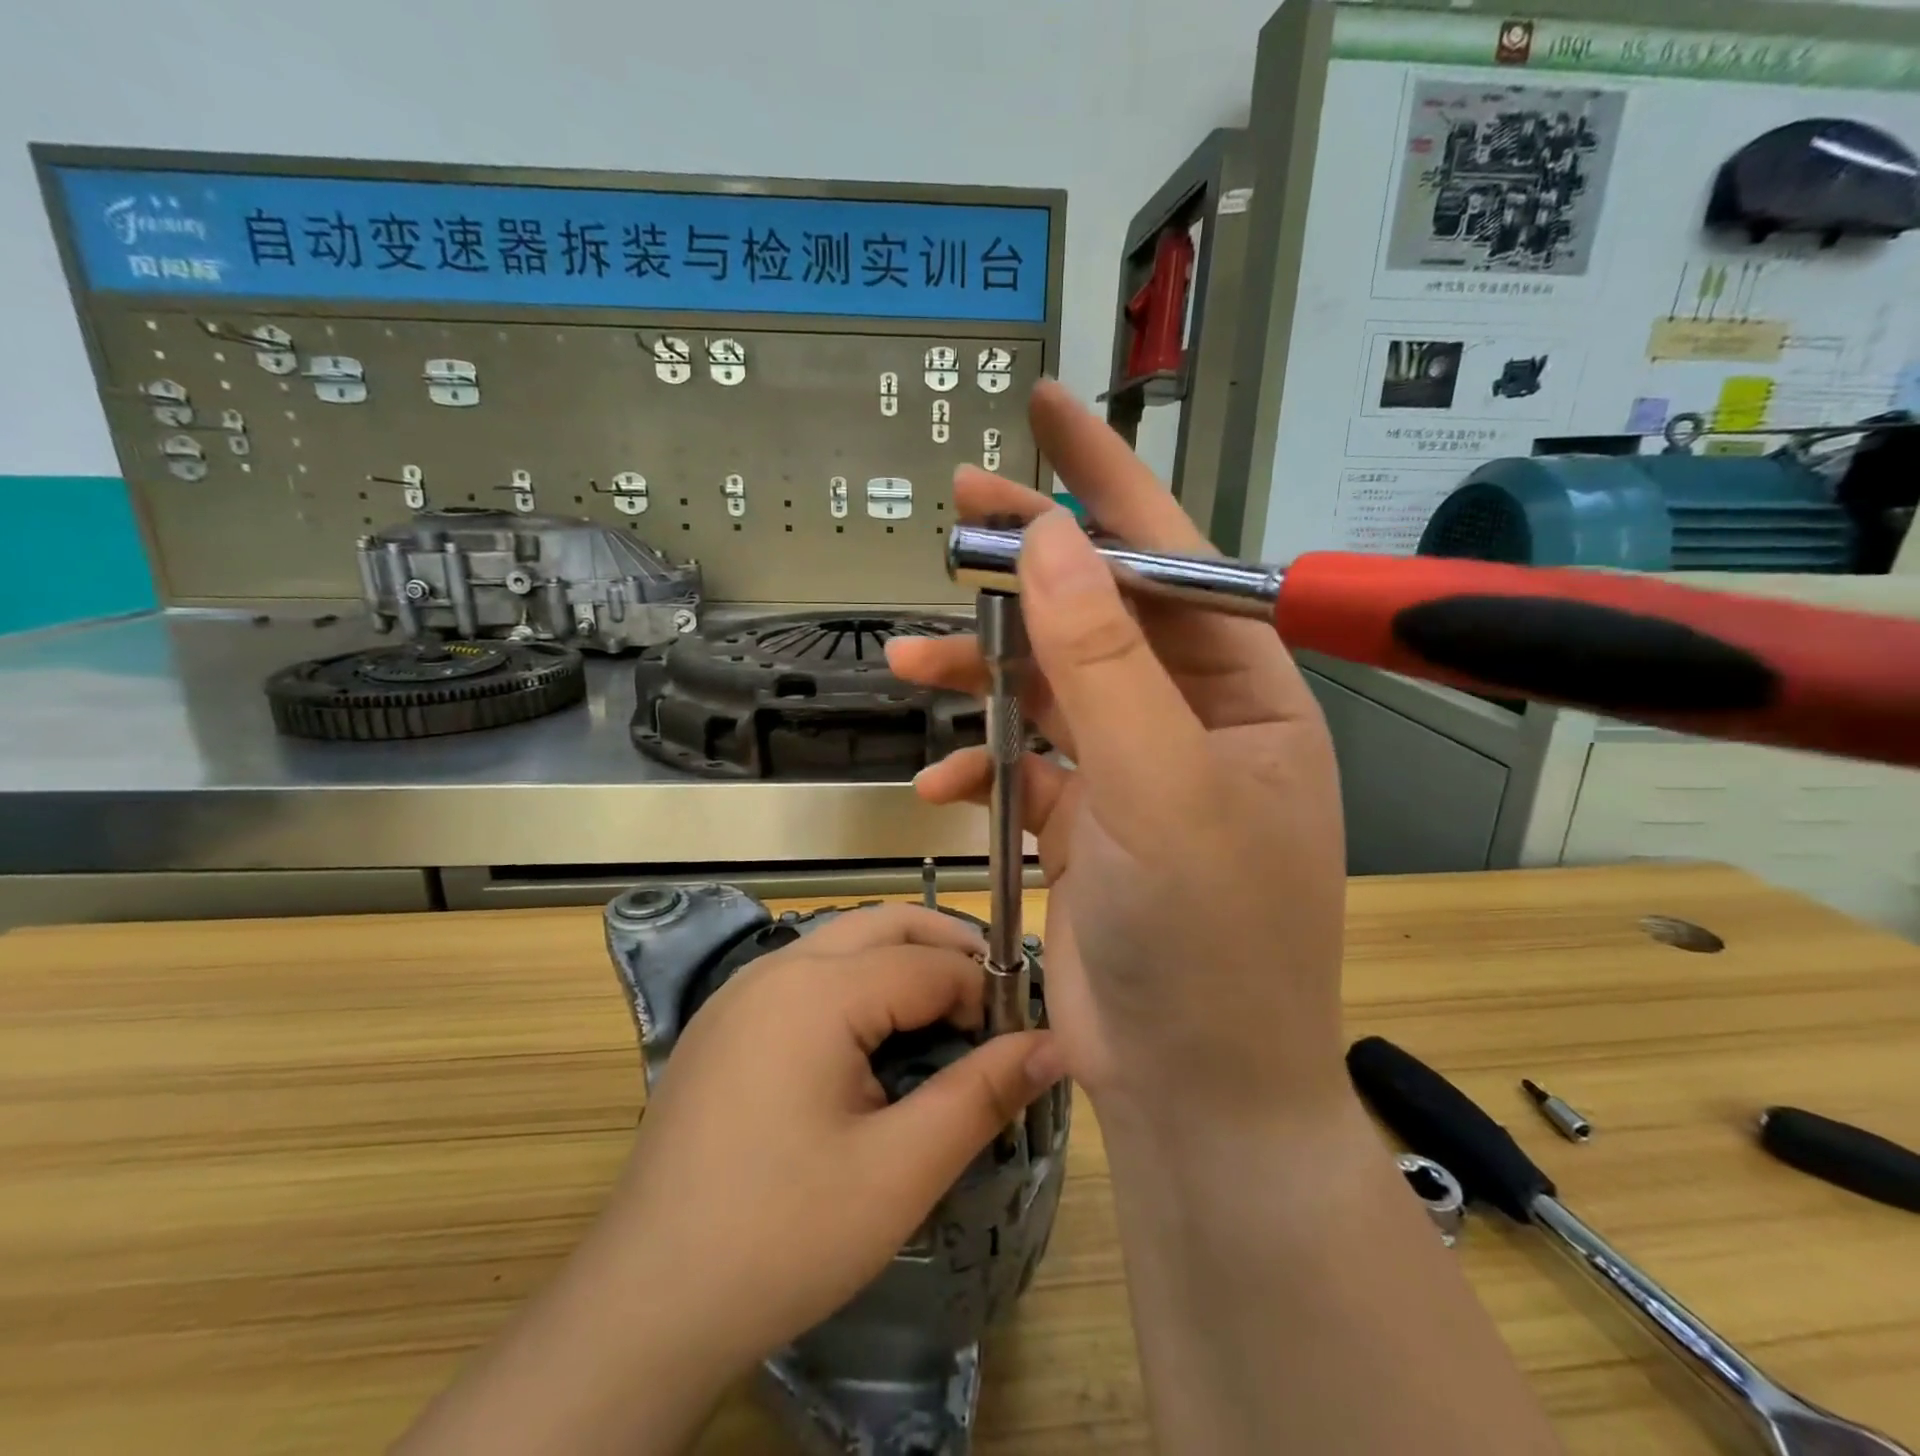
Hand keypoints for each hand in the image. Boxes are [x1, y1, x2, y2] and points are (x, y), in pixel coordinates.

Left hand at [603, 904, 1059, 1369]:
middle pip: (884, 924)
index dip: (985, 993)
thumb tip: (1054, 1045)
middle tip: (993, 1004)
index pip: (928, 964)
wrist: (644, 1306)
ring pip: (842, 942)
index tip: (1020, 1037)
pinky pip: (806, 973)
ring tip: (945, 1017)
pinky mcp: (723, 1023)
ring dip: (901, 961)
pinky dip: (856, 982)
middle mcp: (775, 969)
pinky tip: (872, 1040)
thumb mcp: (899, 1172)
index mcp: (816, 990)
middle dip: (947, 949)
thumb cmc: (782, 1236)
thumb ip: (981, 1096)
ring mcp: (740, 992)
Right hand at [889, 381, 1348, 1129]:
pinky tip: (945, 779)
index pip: (1173, 558)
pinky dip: (985, 762)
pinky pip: (1031, 764)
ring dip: (985, 672)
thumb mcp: (1161, 791)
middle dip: (1028, 572)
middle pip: (1102, 614)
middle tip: (957, 519)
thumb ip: (1106, 664)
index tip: (1048, 407)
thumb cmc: (1206, 944)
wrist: (1195, 1089)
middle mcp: (1194, 719)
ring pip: (1053, 687)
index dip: (1108, 478)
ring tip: (913, 659)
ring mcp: (1139, 771)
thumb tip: (1049, 542)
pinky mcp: (1091, 823)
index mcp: (1244, 694)